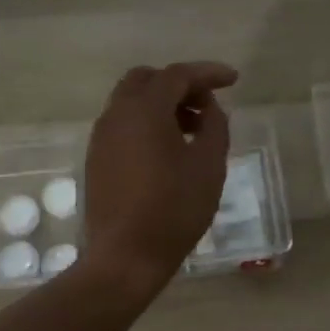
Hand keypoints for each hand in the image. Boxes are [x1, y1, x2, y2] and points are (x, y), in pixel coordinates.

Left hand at [80, 61, 236, 294]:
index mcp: (144, 110)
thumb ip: (214, 126)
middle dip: (179, 84)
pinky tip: (168, 149)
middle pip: (147, 80)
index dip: (208, 73)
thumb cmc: (174, 209)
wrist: (125, 257)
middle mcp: (117, 114)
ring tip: (192, 129)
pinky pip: (123, 124)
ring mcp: (101, 137)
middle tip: (206, 104)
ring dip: (162, 104)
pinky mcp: (96, 158)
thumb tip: (210, 109)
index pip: (178, 75)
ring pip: (131, 101)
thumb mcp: (209, 166)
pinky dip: (146, 122)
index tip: (233, 79)